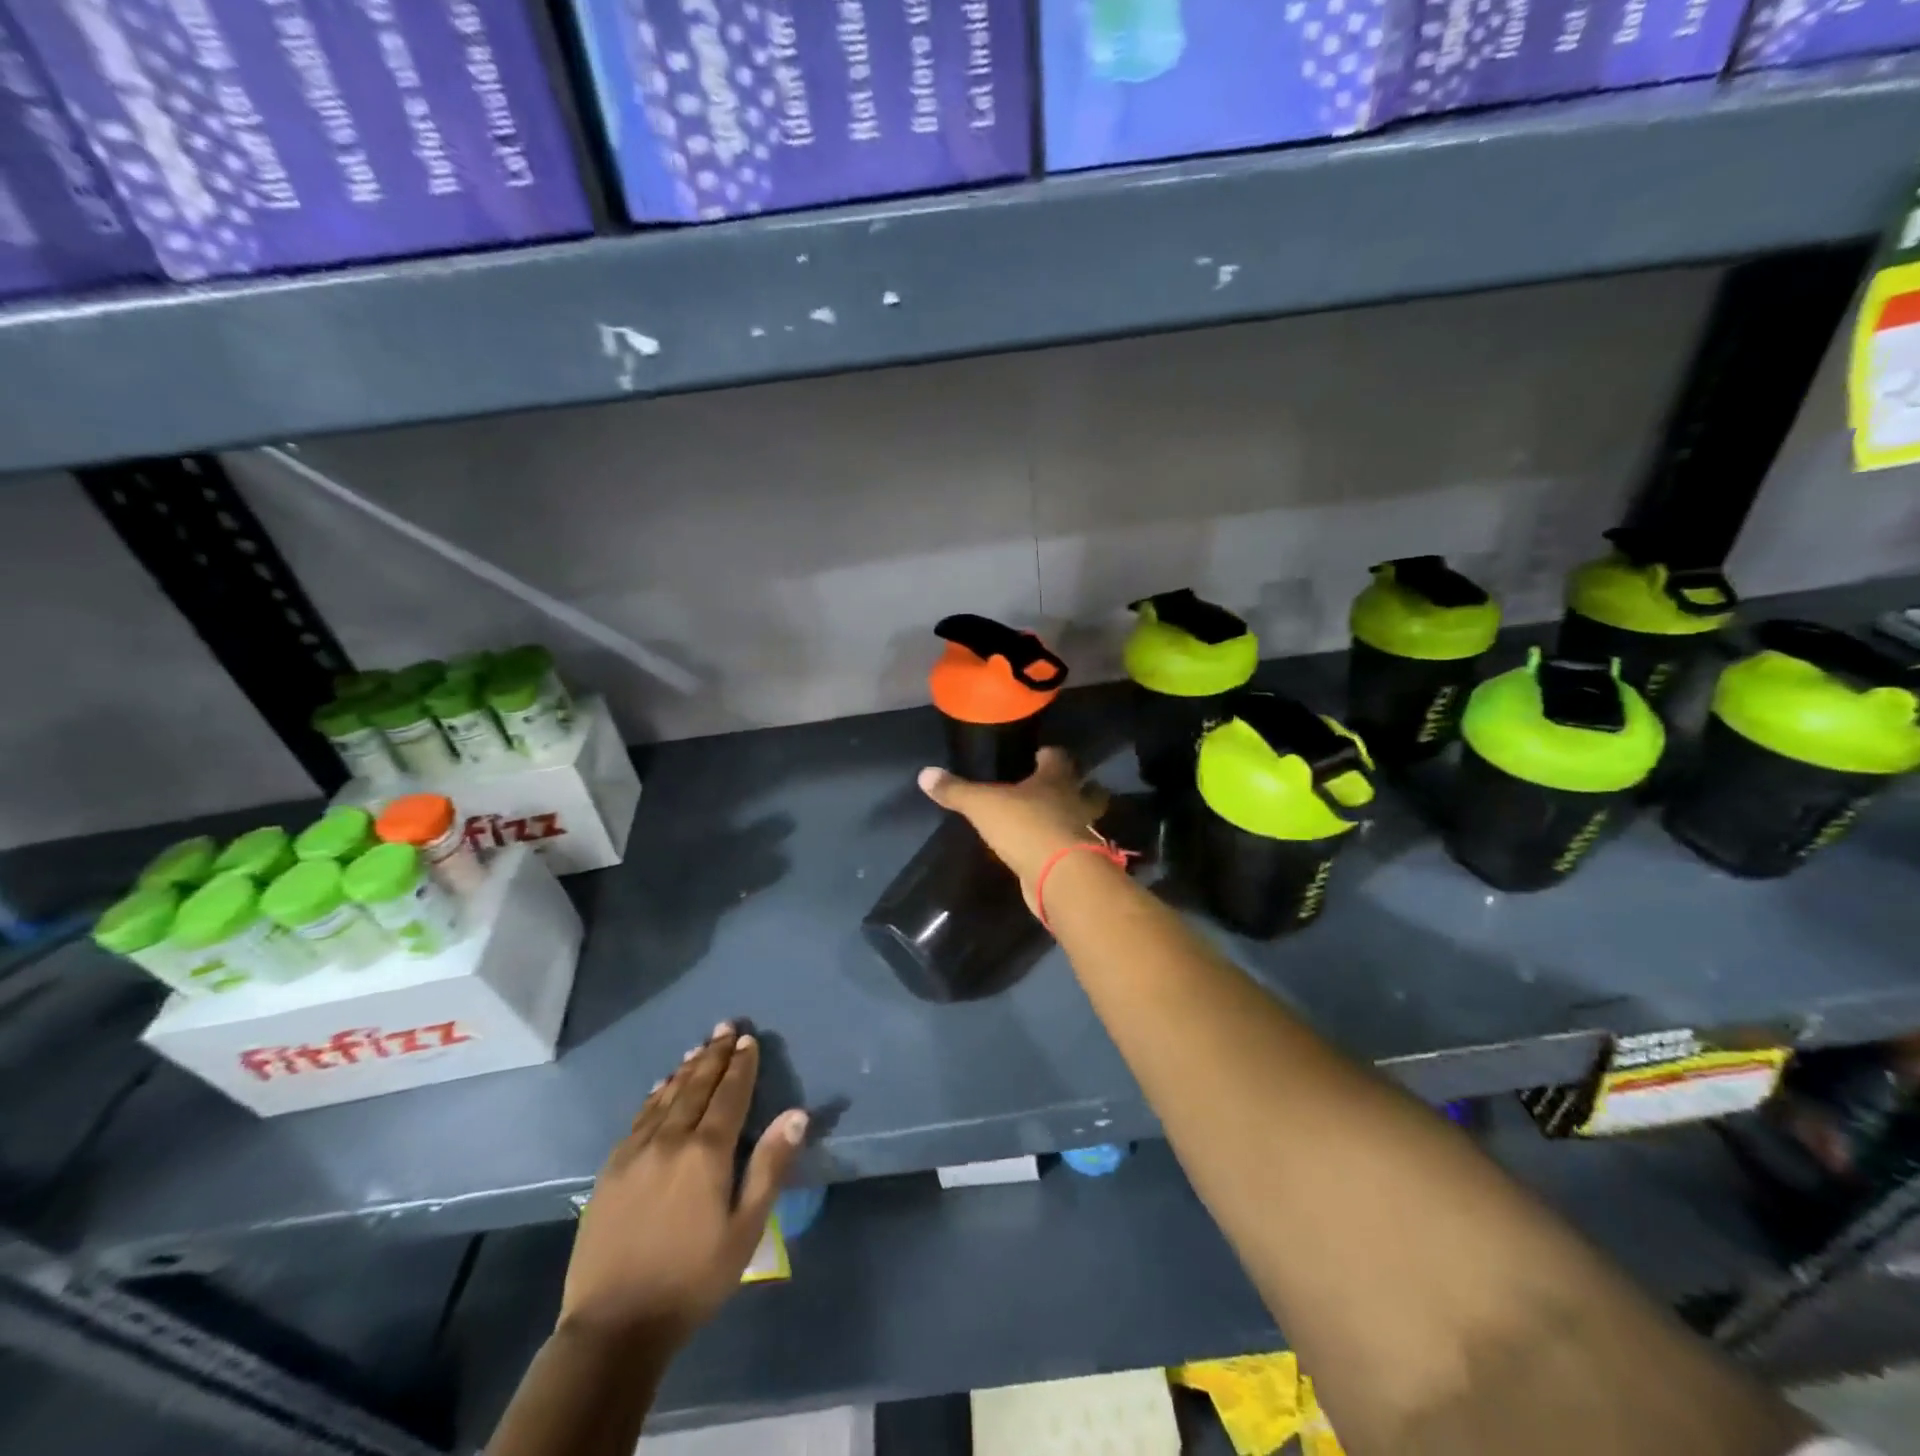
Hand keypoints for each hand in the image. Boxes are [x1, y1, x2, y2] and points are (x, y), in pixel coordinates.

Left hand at [558, 1024, 807, 1348]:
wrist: (613, 1326)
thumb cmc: (692, 1279)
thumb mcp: (745, 1229)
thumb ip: (770, 1166)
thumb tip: (796, 1114)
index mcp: (707, 1152)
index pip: (730, 1095)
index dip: (741, 1066)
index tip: (748, 1039)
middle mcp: (670, 1140)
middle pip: (697, 1087)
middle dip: (714, 1055)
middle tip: (725, 1026)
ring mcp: (635, 1152)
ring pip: (666, 1097)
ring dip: (686, 1070)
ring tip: (699, 1047)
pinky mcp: (611, 1170)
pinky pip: (639, 1118)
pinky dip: (655, 1096)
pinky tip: (660, 1087)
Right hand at [917, 747, 1108, 911]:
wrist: (1060, 877)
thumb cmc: (1026, 827)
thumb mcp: (983, 805)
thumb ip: (957, 790)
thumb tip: (925, 773)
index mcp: (1057, 779)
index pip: (1058, 757)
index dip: (1048, 755)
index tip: (1037, 755)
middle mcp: (1076, 802)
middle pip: (1087, 788)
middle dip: (1076, 787)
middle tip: (1053, 789)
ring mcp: (1082, 833)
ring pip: (1085, 820)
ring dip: (1073, 819)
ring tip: (1051, 822)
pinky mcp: (1080, 863)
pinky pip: (1073, 848)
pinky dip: (1063, 848)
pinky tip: (1046, 852)